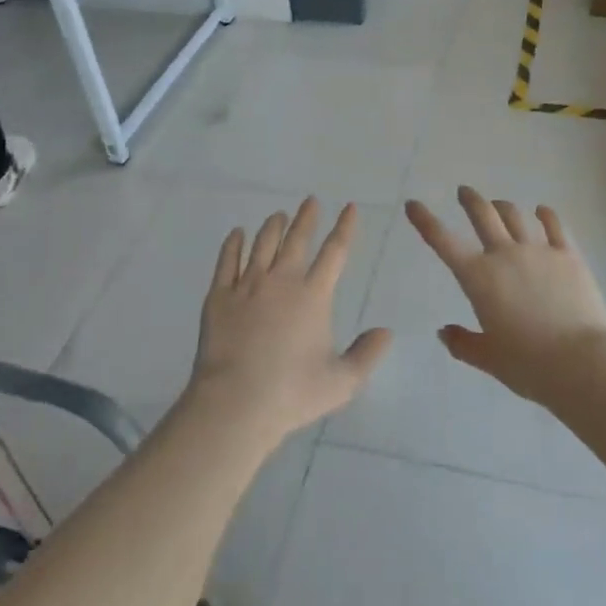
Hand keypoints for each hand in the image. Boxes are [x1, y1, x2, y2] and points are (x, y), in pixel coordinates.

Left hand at [189, 198, 391, 444]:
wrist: (235, 404)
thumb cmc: (292, 394)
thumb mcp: (342, 382)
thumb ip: (367, 354)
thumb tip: (386, 331)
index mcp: (314, 295)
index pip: (335, 252)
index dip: (345, 227)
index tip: (349, 207)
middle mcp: (282, 280)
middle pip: (297, 239)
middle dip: (306, 217)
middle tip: (310, 201)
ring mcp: (247, 285)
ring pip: (262, 244)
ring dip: (272, 226)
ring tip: (278, 215)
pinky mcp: (219, 297)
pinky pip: (227, 260)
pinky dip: (233, 243)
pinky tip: (237, 233)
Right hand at [406, 187, 605, 404]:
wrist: (581, 362)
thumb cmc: (528, 365)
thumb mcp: (489, 359)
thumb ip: (463, 343)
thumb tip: (444, 332)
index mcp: (478, 278)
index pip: (443, 242)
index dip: (425, 221)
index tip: (413, 205)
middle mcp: (505, 254)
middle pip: (483, 214)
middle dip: (470, 200)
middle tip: (464, 193)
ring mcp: (539, 251)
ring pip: (515, 215)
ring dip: (503, 207)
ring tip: (499, 205)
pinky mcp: (568, 255)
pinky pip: (555, 225)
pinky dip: (545, 215)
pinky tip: (542, 212)